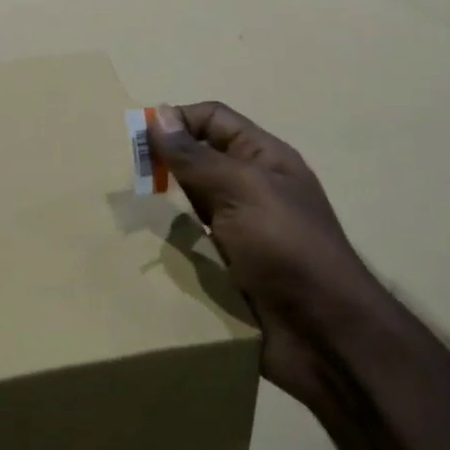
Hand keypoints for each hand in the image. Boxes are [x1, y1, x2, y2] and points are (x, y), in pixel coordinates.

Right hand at [150, 103, 372, 405]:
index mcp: (263, 158)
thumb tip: (159, 114)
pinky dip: (170, 240)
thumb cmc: (286, 248)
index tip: (137, 140)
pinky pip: (192, 242)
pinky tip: (145, 245)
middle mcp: (251, 187)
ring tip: (127, 207)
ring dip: (163, 203)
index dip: (177, 121)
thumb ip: (197, 156)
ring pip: (191, 202)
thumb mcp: (241, 190)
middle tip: (126, 176)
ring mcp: (240, 229)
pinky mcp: (228, 266)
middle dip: (164, 162)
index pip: (213, 120)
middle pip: (199, 159)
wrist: (324, 335)